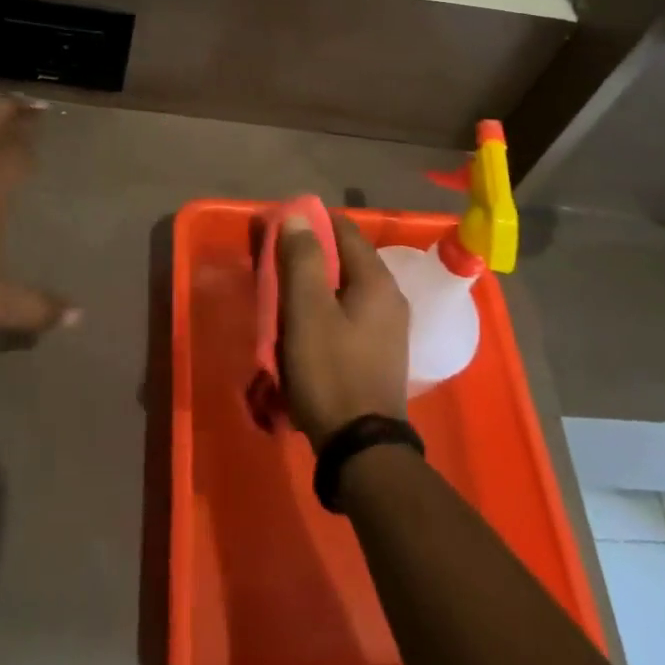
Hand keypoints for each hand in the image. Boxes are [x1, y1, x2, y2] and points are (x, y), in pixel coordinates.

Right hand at [276, 212, 409, 450]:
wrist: (362, 449)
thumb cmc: (331, 371)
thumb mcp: (307, 311)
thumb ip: (302, 259)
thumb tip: (298, 216)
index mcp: (377, 279)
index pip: (344, 229)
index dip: (310, 223)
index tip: (278, 231)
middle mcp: (390, 296)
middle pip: (345, 259)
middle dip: (309, 257)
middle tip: (274, 268)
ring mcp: (389, 327)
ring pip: (345, 289)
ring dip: (314, 287)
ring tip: (282, 299)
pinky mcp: (380, 353)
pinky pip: (349, 315)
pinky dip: (325, 311)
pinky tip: (303, 329)